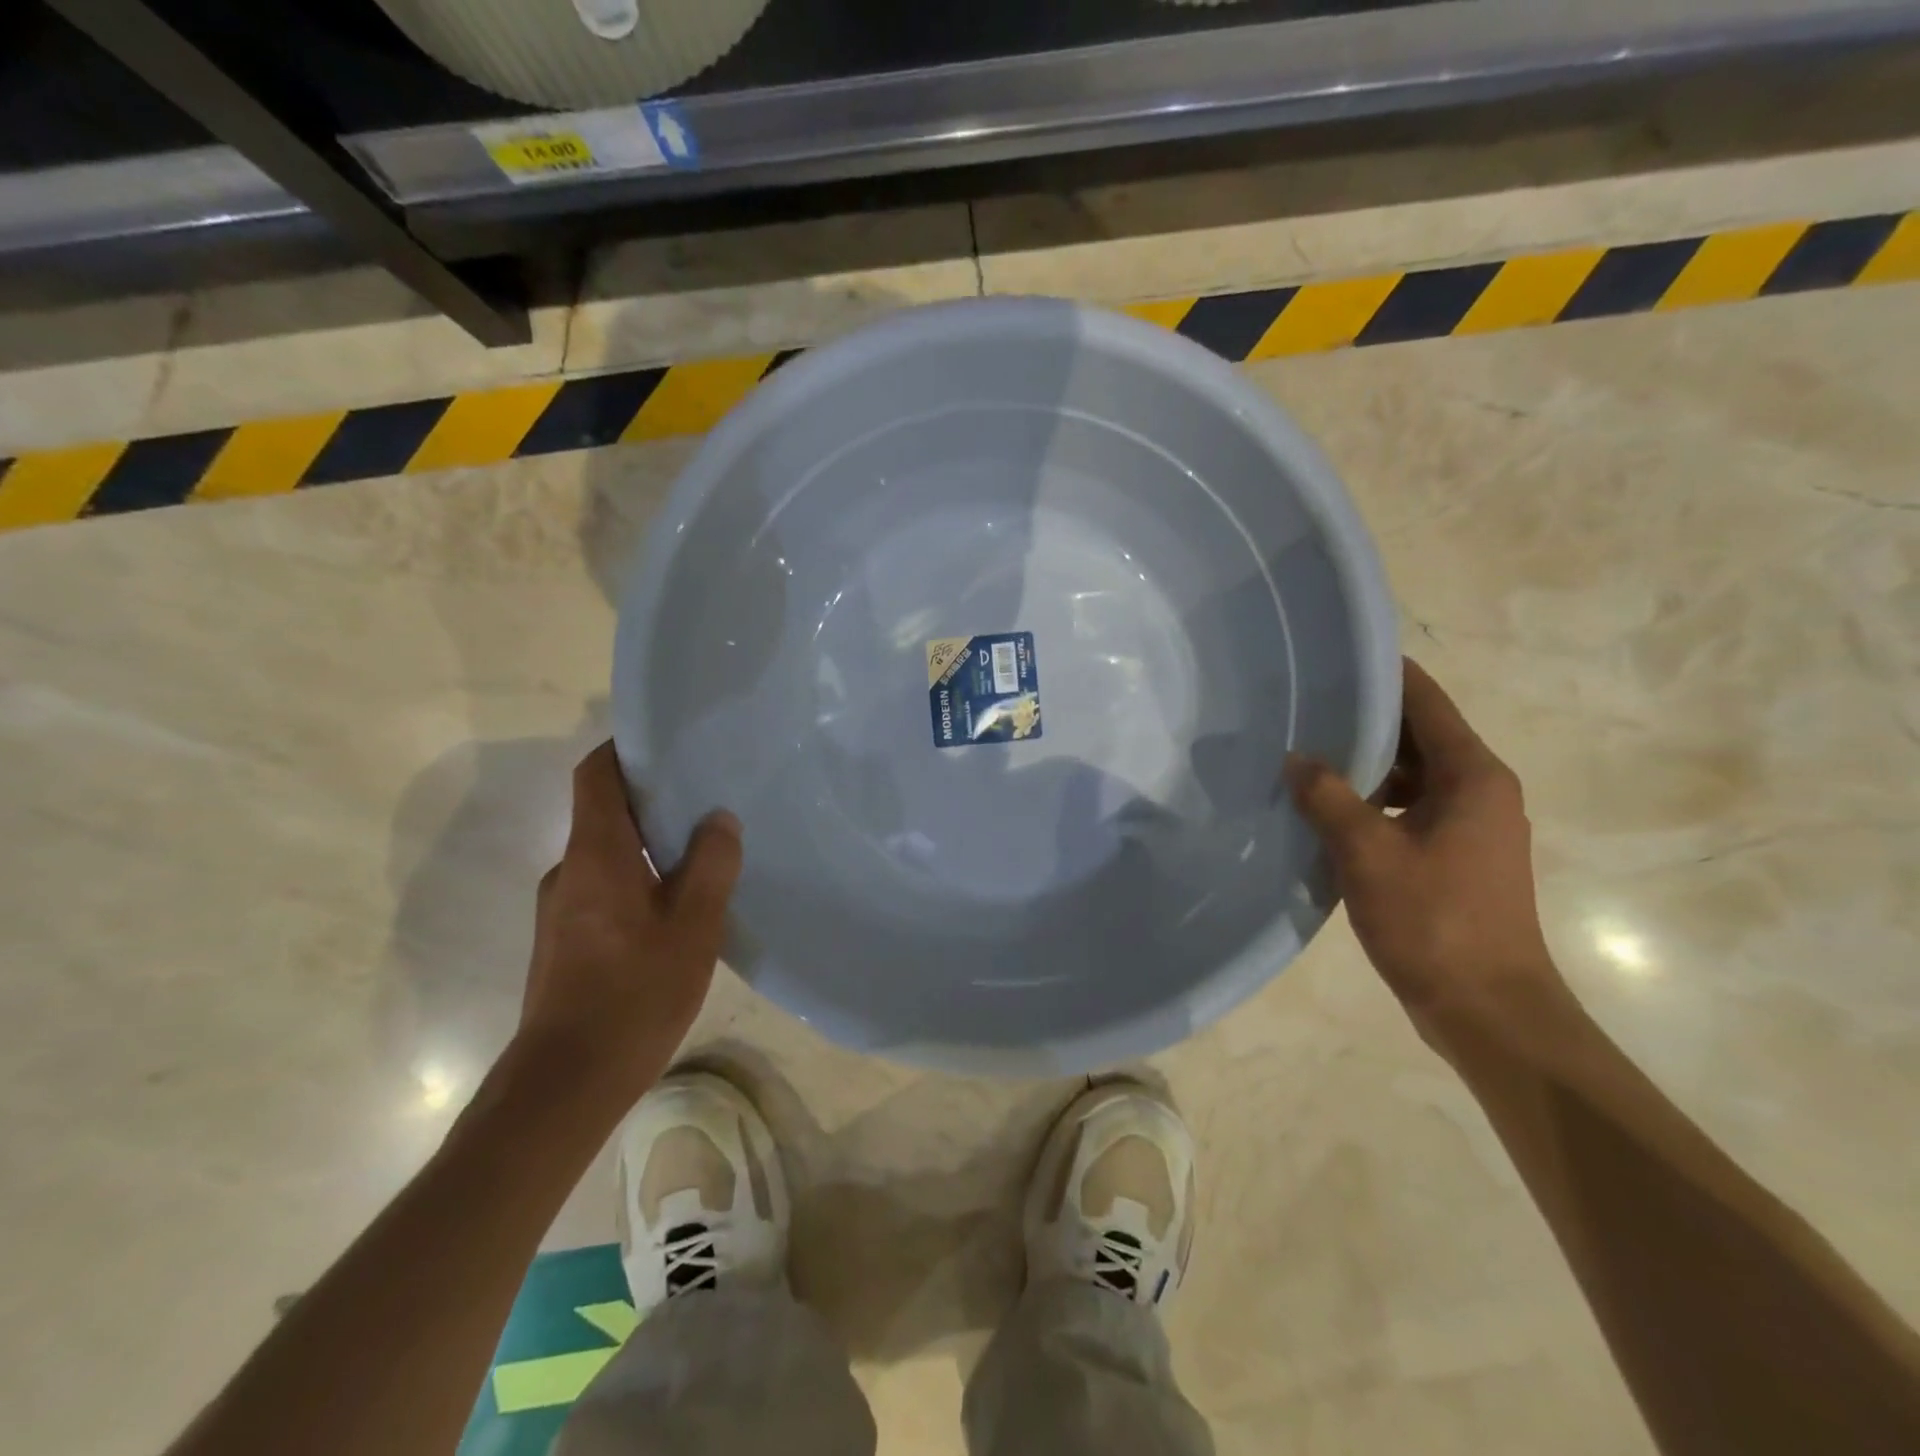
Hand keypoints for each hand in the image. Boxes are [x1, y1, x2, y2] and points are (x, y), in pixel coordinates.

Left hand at [517, 741, 741, 1105]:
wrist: (566, 1084)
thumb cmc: (634, 993)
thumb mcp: (693, 926)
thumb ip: (711, 865)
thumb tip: (719, 819)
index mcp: (595, 854)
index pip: (595, 774)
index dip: (625, 750)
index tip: (667, 744)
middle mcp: (569, 871)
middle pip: (604, 812)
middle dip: (652, 800)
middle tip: (707, 798)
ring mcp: (562, 909)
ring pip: (608, 855)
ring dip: (649, 846)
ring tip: (703, 853)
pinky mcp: (565, 941)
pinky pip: (604, 888)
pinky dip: (639, 880)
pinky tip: (678, 908)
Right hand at [1286, 659, 1569, 1047]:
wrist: (1488, 1009)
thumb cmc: (1434, 921)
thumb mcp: (1368, 852)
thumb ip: (1328, 797)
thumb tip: (1296, 758)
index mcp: (1473, 776)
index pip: (1427, 702)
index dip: (1385, 675)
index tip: (1336, 657)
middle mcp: (1480, 790)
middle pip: (1419, 736)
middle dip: (1364, 720)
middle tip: (1304, 706)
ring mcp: (1470, 826)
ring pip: (1412, 775)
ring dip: (1364, 765)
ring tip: (1305, 754)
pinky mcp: (1455, 857)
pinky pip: (1408, 808)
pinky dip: (1371, 801)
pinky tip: (1325, 809)